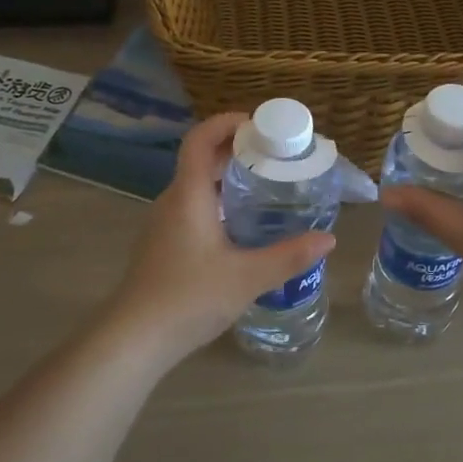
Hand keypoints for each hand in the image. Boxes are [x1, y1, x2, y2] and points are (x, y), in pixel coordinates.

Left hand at [102, 113, 335, 365]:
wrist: (134, 339)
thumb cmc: (188, 298)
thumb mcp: (247, 277)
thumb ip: (289, 256)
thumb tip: (329, 239)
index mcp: (189, 194)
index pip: (200, 138)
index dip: (226, 122)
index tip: (260, 125)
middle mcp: (173, 200)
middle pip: (201, 159)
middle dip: (237, 150)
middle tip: (276, 157)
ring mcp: (164, 223)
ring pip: (197, 185)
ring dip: (227, 177)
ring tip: (265, 187)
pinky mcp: (162, 244)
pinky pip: (192, 206)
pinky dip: (217, 201)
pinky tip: (241, 226)